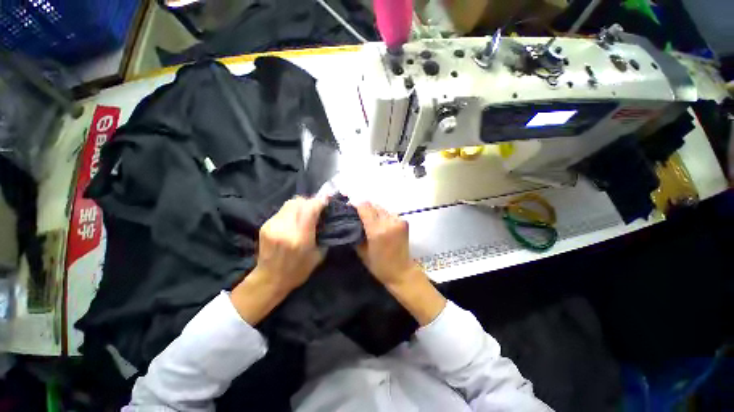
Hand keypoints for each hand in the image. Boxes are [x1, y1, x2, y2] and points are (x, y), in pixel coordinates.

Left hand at [231, 196, 326, 323]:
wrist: (269, 279)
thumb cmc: (298, 271)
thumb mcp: (318, 255)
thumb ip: (323, 234)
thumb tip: (326, 217)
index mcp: (300, 238)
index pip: (310, 209)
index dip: (320, 202)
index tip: (327, 200)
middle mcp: (285, 228)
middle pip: (298, 202)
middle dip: (310, 202)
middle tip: (316, 208)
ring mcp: (272, 226)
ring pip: (289, 204)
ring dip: (301, 205)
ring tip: (306, 213)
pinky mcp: (265, 225)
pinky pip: (283, 211)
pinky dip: (292, 211)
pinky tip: (295, 220)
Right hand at [355, 202, 445, 325]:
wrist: (402, 271)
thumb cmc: (379, 266)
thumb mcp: (362, 252)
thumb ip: (356, 234)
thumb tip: (350, 221)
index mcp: (377, 231)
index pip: (365, 207)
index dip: (356, 205)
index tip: (350, 208)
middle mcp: (389, 222)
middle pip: (374, 205)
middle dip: (365, 208)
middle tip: (358, 215)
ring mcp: (398, 221)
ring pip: (382, 208)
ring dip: (374, 211)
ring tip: (369, 219)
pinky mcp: (404, 222)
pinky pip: (389, 213)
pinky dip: (383, 215)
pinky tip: (380, 223)